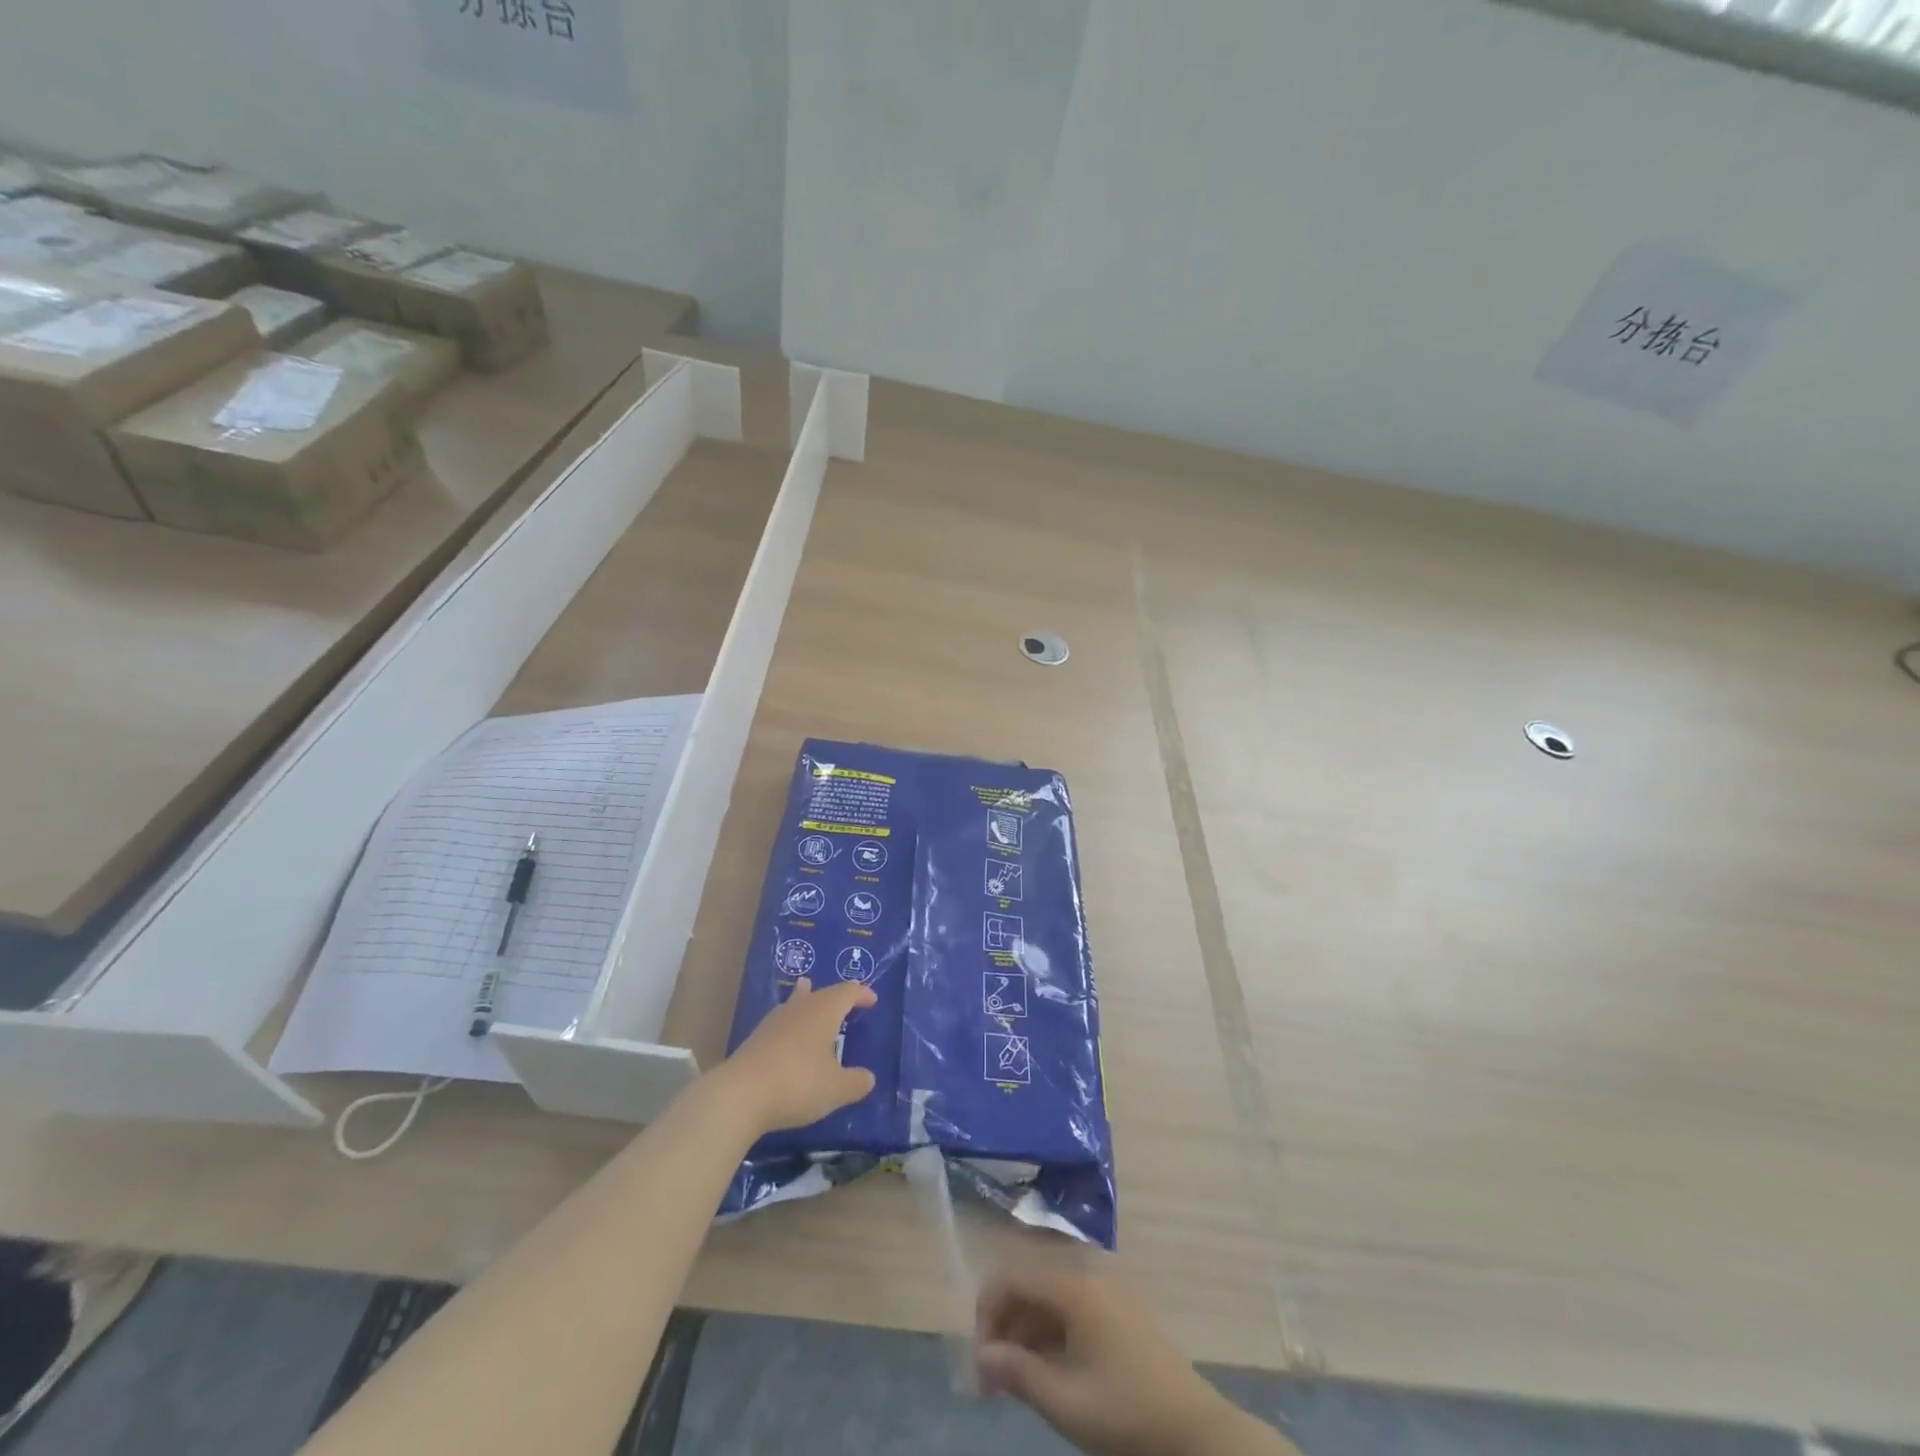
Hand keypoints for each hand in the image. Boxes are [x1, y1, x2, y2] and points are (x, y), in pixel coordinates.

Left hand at [709, 978, 876, 1135]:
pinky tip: (788, 1034)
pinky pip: (782, 1021)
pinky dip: (792, 1022)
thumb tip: (868, 1078)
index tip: (872, 1000)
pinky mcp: (756, 1038)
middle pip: (821, 993)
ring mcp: (774, 1022)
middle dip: (836, 996)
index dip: (862, 994)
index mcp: (824, 1011)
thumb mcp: (836, 1089)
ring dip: (807, 1000)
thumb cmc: (798, 1083)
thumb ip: (856, 1082)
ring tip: (807, 989)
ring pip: (796, 1002)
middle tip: (847, 1002)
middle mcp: (800, 1008)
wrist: (740, 1095)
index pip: (847, 992)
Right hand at [975, 1265, 1284, 1455]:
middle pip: (1029, 1283)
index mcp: (1073, 1286)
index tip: (980, 1366)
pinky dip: (1050, 1331)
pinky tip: (1047, 1370)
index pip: (1011, 1279)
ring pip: (1048, 1295)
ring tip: (1015, 1381)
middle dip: (1004, 1326)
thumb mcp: (1065, 1403)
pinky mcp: (1119, 1306)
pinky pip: (1070, 1304)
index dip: (987, 1316)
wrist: (1195, 1432)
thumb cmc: (1126, 1415)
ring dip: (1025, 1330)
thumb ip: (1017, 1372)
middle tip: (992, 1381)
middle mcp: (1087, 1272)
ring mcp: (1106, 1287)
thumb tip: (981, 1354)